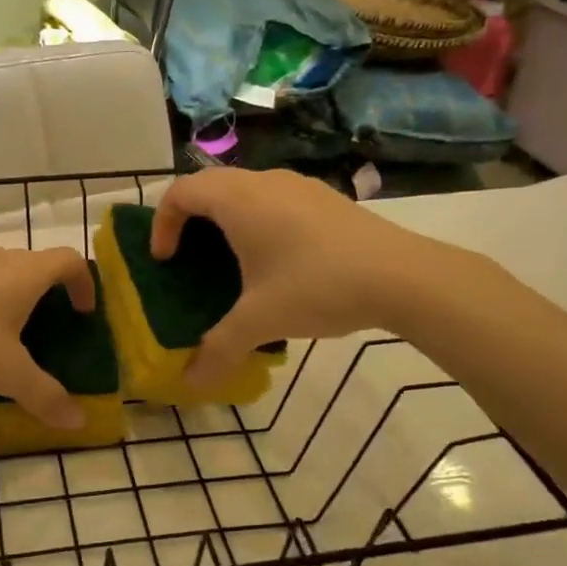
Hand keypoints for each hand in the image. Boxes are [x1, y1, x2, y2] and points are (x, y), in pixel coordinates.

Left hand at [0, 244, 95, 428]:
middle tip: (45, 328)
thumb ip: (46, 396)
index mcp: (23, 272)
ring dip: (10, 294)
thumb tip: (78, 422)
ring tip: (4, 332)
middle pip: (33, 264)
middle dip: (46, 292)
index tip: (84, 312)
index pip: (68, 260)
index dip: (84, 283)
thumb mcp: (9, 376)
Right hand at [150, 168, 474, 387]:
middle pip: (210, 186)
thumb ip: (219, 349)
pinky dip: (258, 220)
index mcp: (238, 200)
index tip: (165, 260)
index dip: (162, 223)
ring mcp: (299, 186)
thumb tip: (190, 383)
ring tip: (232, 261)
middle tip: (189, 258)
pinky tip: (279, 261)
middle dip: (190, 219)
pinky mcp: (326, 199)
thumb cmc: (318, 286)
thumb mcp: (261, 321)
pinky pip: (274, 199)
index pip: (181, 192)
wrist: (404, 276)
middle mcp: (264, 182)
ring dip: (226, 218)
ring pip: (245, 190)